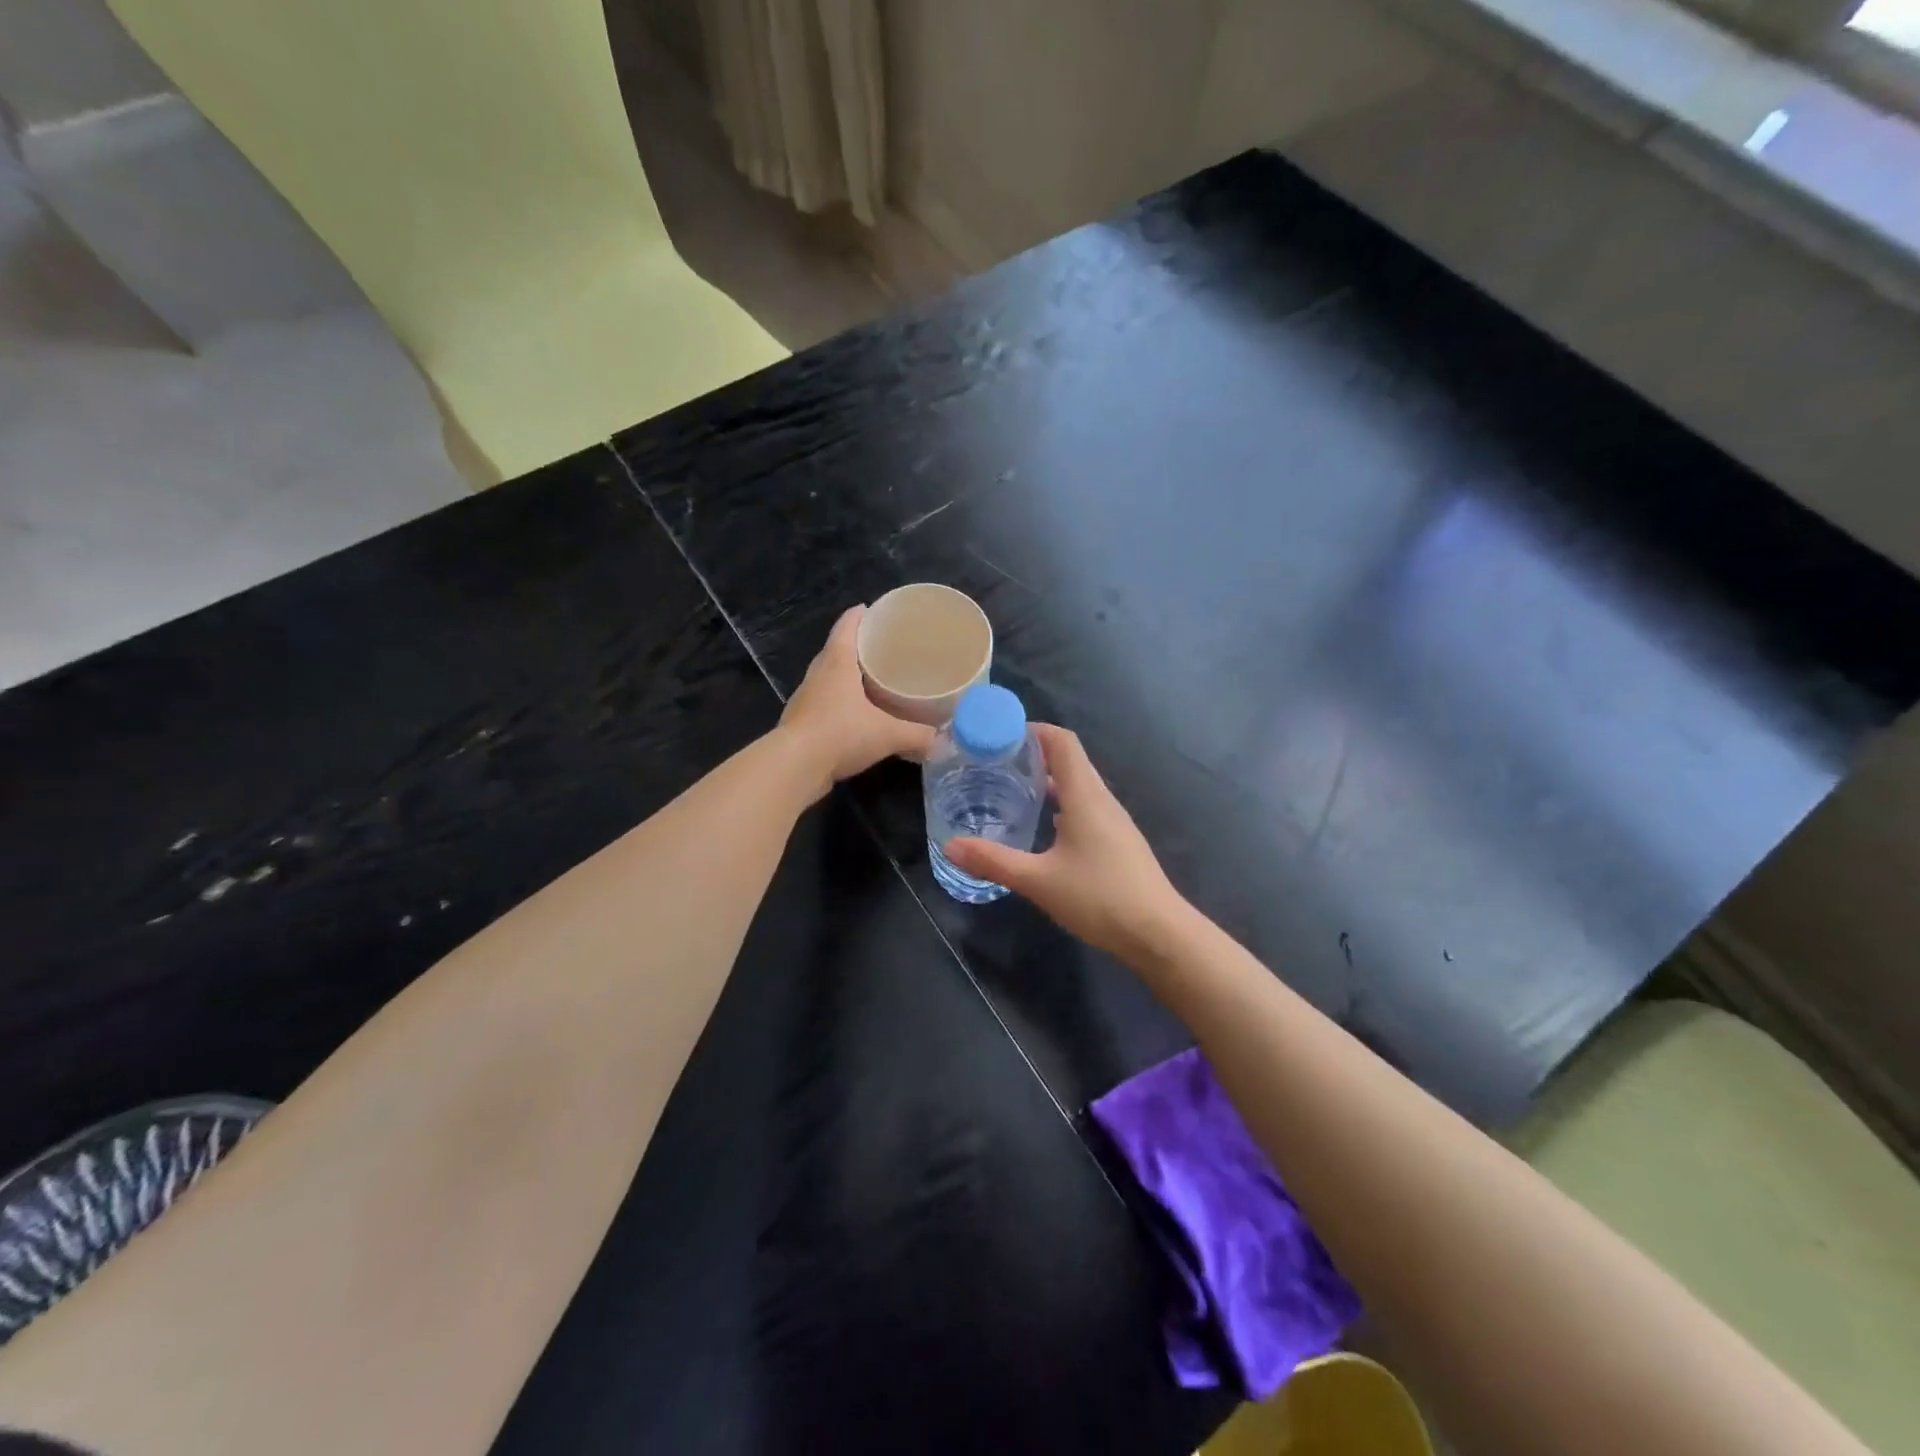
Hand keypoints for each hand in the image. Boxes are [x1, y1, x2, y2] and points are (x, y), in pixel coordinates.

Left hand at [778, 605, 935, 799]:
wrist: (794, 767)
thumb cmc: (840, 734)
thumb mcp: (887, 734)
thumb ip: (918, 736)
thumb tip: (944, 742)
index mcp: (837, 663)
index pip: (847, 626)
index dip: (860, 615)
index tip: (875, 611)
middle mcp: (818, 674)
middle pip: (836, 649)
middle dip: (857, 645)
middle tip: (883, 648)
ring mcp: (806, 698)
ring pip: (828, 677)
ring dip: (846, 675)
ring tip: (872, 680)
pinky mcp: (801, 721)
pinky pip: (824, 702)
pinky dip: (840, 702)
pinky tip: (856, 715)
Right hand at [945, 725, 1192, 964]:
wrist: (1158, 933)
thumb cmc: (1100, 898)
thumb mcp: (1039, 881)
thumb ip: (994, 861)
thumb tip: (950, 846)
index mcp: (1085, 796)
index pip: (1062, 741)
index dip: (1032, 730)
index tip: (998, 736)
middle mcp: (1101, 799)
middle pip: (1069, 759)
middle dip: (1033, 754)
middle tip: (994, 762)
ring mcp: (1113, 821)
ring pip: (1077, 785)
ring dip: (1047, 779)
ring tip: (1010, 788)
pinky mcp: (1117, 841)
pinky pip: (1085, 807)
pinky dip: (1060, 802)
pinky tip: (1041, 826)